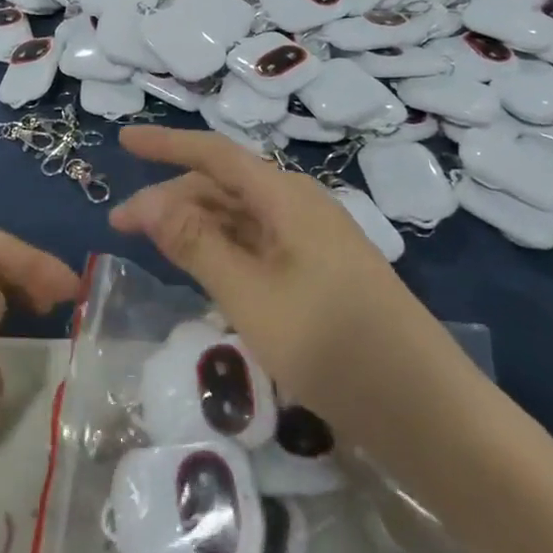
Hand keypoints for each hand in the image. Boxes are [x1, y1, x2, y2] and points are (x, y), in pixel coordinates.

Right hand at [111, 126, 440, 431]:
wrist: (431, 413)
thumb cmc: (334, 347)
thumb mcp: (251, 297)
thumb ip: (196, 245)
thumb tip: (148, 201)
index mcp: (286, 196)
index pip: (214, 153)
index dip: (165, 143)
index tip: (122, 139)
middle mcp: (301, 205)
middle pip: (224, 185)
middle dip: (171, 198)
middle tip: (122, 227)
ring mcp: (315, 240)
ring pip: (242, 217)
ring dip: (196, 226)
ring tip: (156, 248)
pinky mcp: (323, 273)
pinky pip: (261, 245)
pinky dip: (224, 251)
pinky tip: (205, 273)